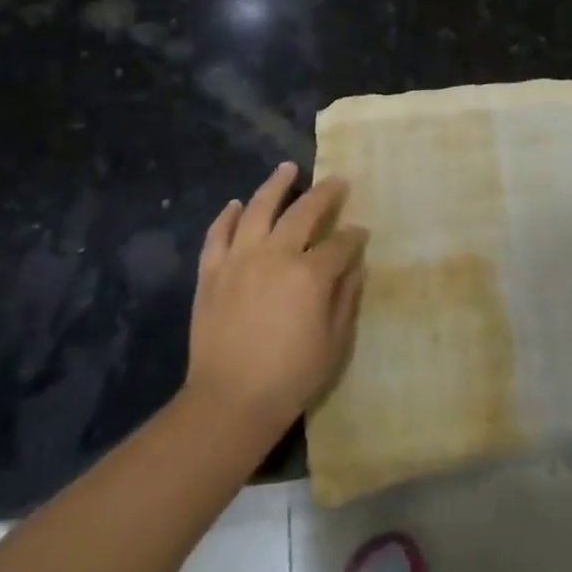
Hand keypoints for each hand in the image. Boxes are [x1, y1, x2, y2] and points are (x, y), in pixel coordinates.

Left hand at [182, 162, 368, 443]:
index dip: (354, 236)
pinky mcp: (211, 273)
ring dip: (275, 185)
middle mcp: (275, 255)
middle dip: (325, 194)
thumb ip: (346, 298)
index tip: (361, 233)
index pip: (339, 243)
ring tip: (287, 168)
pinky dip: (227, 216)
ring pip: (258, 209)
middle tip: (336, 181)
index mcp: (309, 275)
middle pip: (303, 212)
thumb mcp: (334, 344)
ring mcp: (239, 260)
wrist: (228, 403)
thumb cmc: (290, 378)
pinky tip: (236, 204)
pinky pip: (218, 235)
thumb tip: (354, 264)